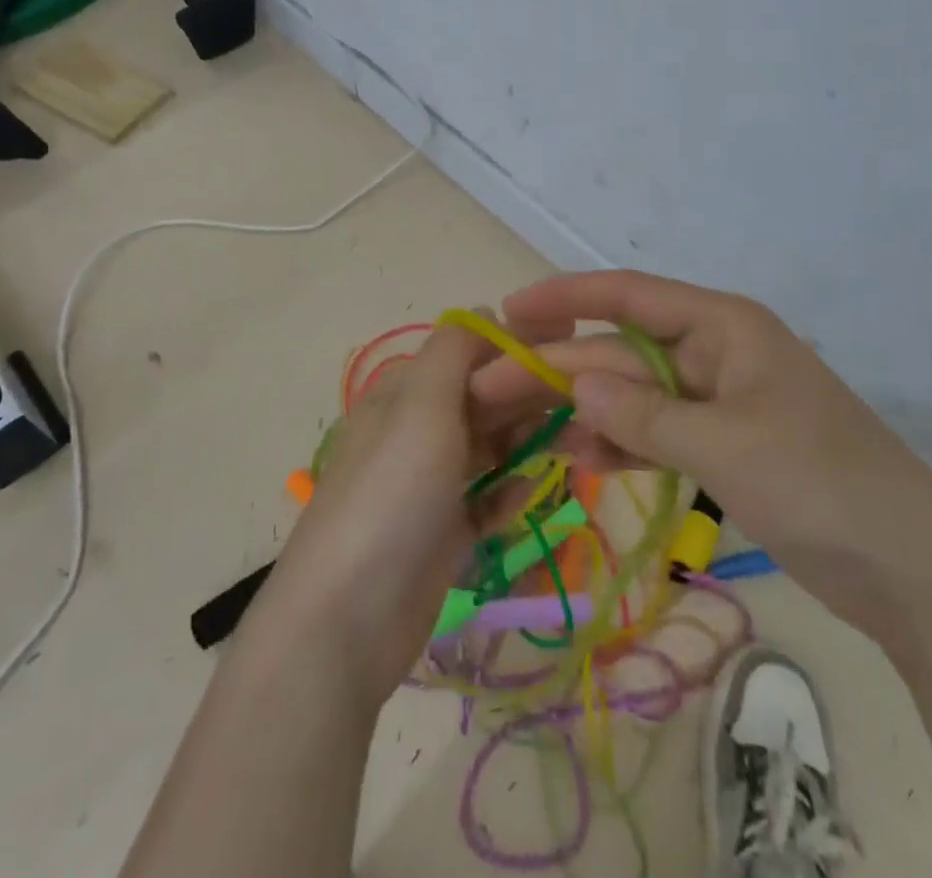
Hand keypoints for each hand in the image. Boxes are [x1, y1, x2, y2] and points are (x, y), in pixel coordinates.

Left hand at [257, 318, 548, 704]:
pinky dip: (509, 493)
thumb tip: (486, 311)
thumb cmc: (391, 494)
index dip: (517, 344)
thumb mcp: (421, 405)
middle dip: (530, 395)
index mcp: (406, 394)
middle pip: (484, 400)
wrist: (346, 621)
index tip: (571, 342)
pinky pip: (486, 501)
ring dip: (528, 443)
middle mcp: (417, 432)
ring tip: (576, 444)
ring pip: (490, 449)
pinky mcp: (443, 535)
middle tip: (585, 401)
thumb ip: (454, 350)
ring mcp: (429, 486)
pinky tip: (532, 495)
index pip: (469, 353)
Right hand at [472, 271, 931, 634]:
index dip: (567, 298)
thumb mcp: (724, 445)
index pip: (630, 296)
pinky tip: (576, 457)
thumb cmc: (818, 483)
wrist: (911, 568)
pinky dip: (619, 443)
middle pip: (623, 350)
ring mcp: (719, 402)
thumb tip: (575, 381)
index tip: (511, 311)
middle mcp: (716, 352)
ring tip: (521, 425)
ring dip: (584, 408)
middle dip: (562, 367)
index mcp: (724, 326)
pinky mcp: (723, 446)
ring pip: (635, 394)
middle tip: (492, 386)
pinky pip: (656, 433)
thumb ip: (643, 414)